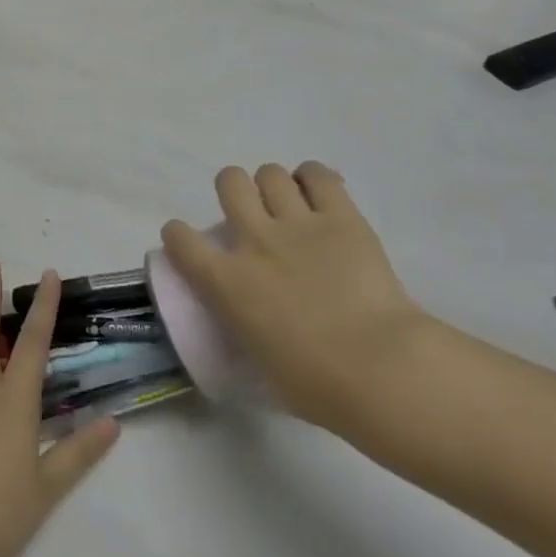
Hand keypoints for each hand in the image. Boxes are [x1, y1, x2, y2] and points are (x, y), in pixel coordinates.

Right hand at [161, 162, 439, 432]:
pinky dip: (314, 179)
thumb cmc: (312, 383)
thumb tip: (254, 323)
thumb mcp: (256, 358)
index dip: (179, 236)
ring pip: (270, 173)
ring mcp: (298, 224)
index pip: (180, 239)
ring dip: (274, 185)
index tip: (188, 243)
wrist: (376, 367)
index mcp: (225, 281)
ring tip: (289, 204)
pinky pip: (319, 175)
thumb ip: (245, 325)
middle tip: (252, 213)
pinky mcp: (342, 217)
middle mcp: (254, 241)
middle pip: (229, 182)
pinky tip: (320, 195)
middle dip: (235, 190)